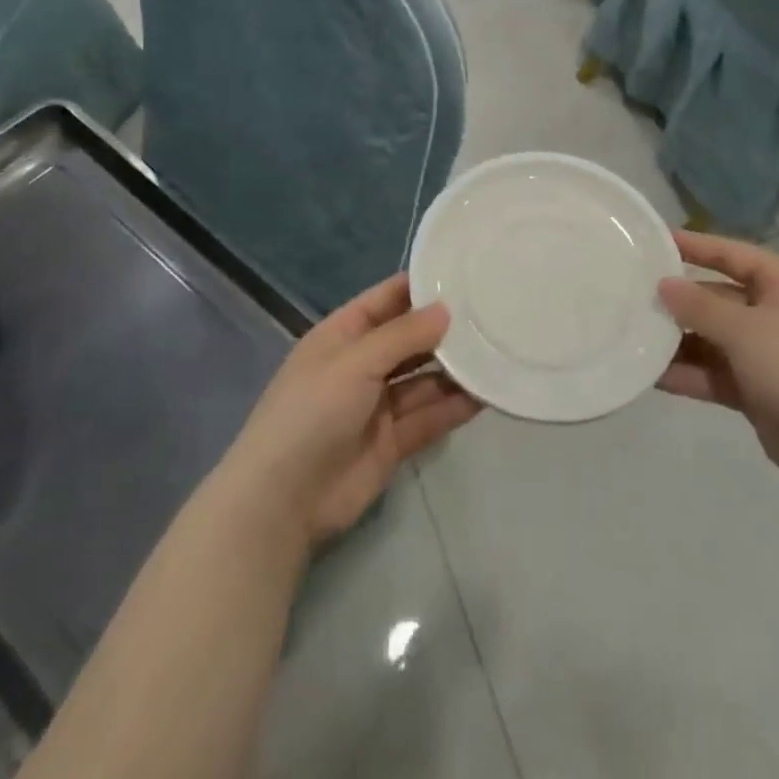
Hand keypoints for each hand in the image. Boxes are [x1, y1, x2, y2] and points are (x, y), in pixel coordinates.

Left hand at [218, 273, 480, 548]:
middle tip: (494, 315)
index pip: (388, 299)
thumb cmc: (311, 413)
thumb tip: (446, 309)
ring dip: (455, 370)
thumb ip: (403, 336)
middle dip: (446, 330)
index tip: (466, 276)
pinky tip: (486, 395)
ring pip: (425, 379)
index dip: (422, 287)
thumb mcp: (355, 363)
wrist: (281, 501)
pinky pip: (429, 416)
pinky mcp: (393, 442)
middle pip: (411, 339)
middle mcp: (363, 364)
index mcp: (343, 335)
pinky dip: (454, 407)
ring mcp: (378, 405)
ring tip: (497, 354)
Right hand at [658, 230, 778, 506]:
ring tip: (634, 337)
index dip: (697, 245)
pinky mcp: (759, 391)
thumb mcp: (745, 330)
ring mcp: (768, 355)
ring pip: (714, 339)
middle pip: (720, 297)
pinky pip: (716, 373)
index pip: (734, 254)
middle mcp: (776, 315)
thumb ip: (700, 306)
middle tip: (634, 297)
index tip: (656, 240)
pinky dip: (690, 374)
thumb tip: (664, 284)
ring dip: (679, 341)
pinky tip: (653, 376)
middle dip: (681, 300)